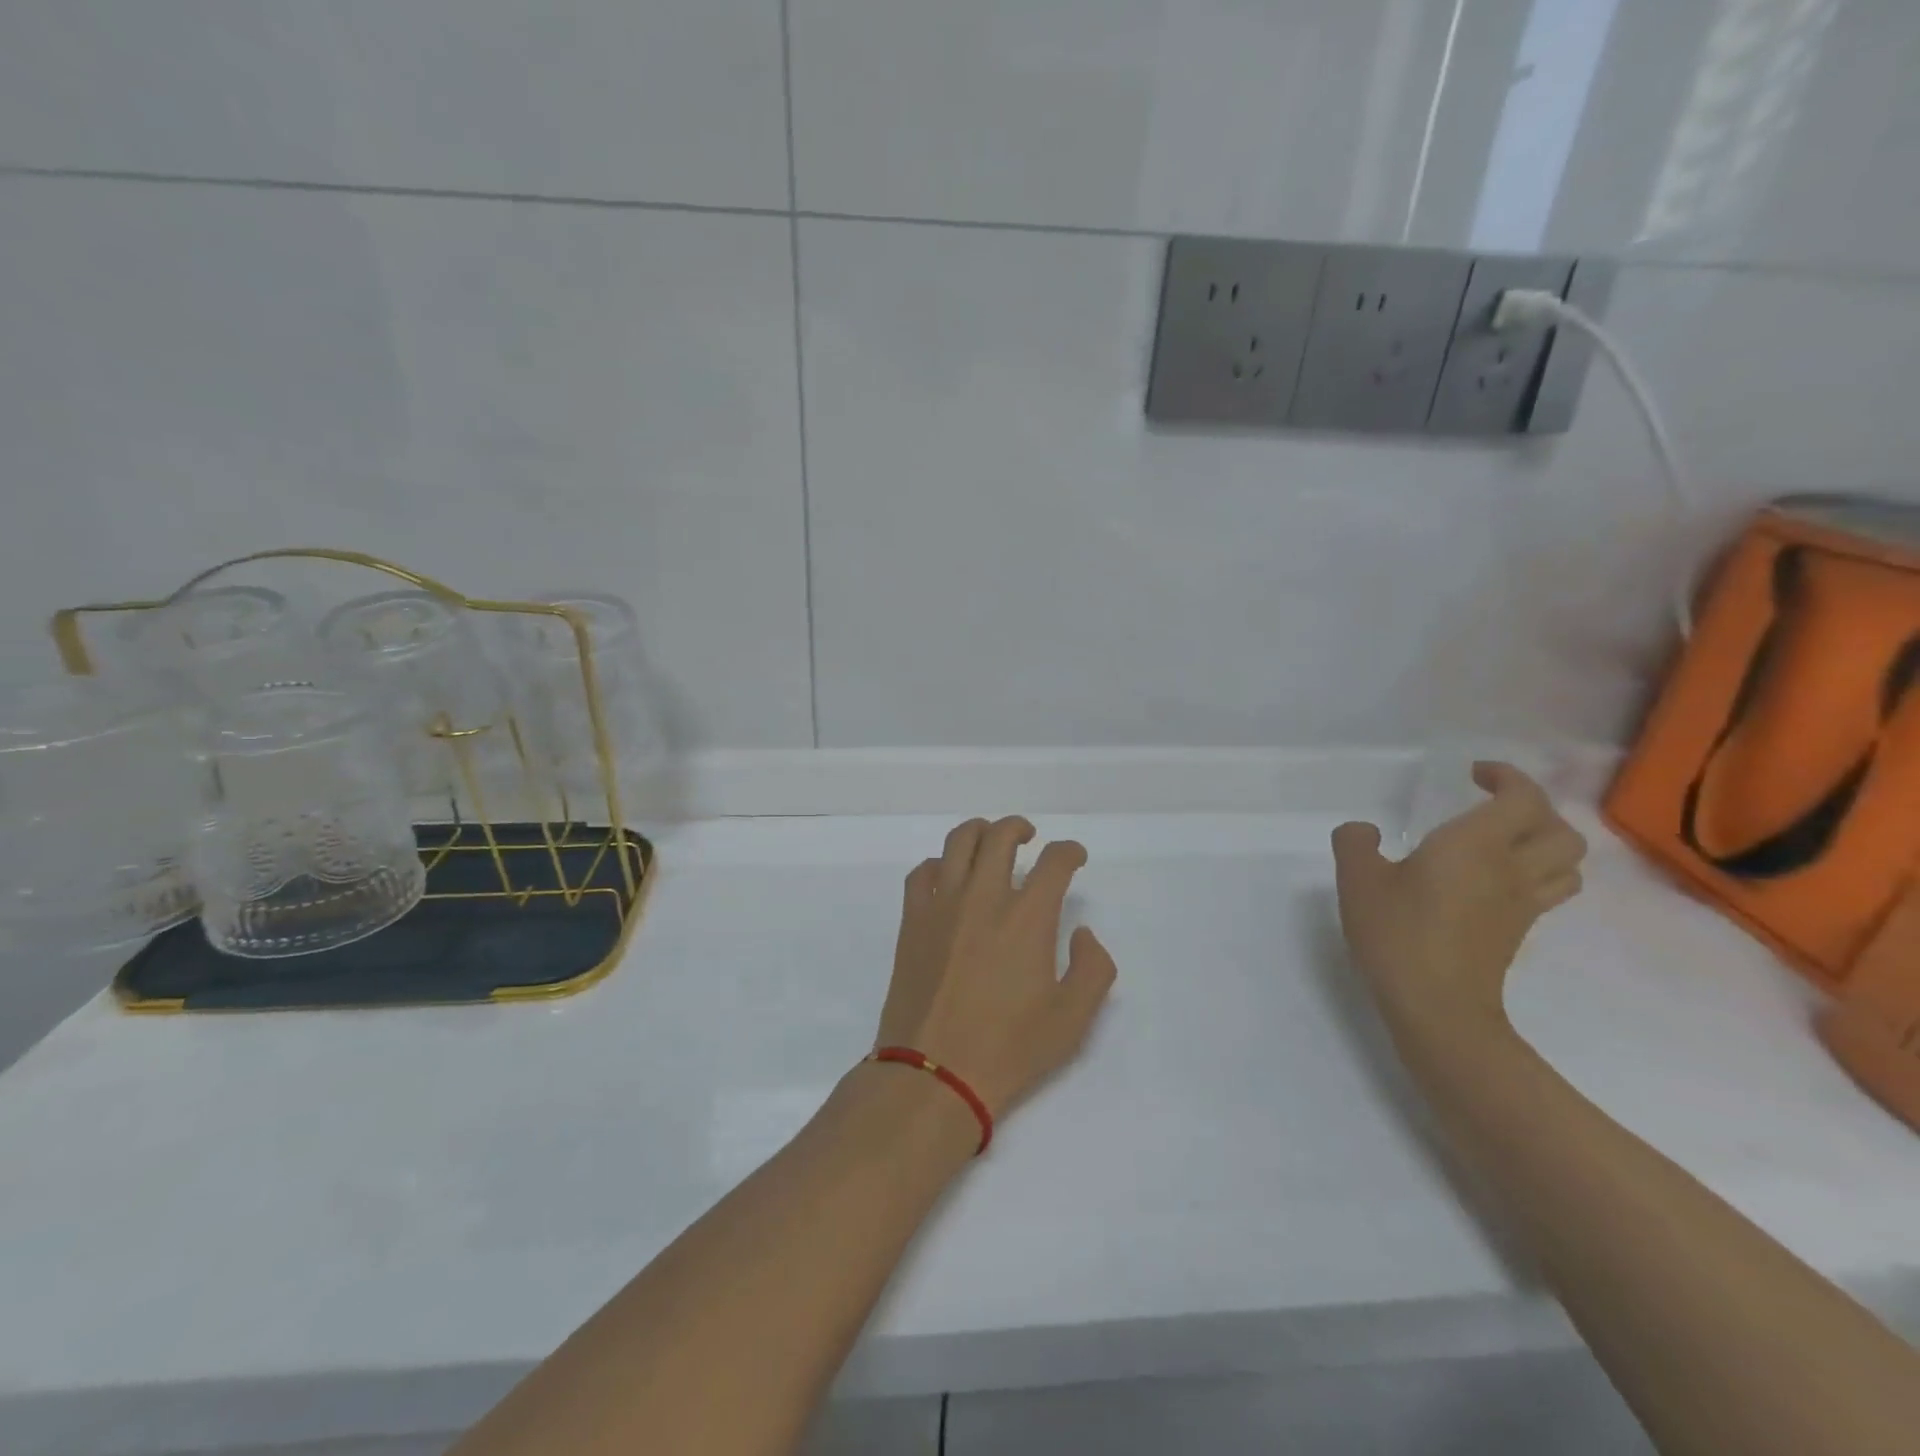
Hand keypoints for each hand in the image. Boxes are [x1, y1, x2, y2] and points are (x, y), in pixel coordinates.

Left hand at [876, 816, 1117, 1116]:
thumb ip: (1092, 968)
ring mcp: (942, 904)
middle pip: (1000, 836)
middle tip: (1029, 837)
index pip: (1053, 862)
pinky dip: (939, 863)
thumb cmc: (1009, 1049)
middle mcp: (984, 897)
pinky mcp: (912, 920)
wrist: (934, 1073)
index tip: (1074, 857)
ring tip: (989, 840)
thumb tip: (1082, 933)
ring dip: (979, 831)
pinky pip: (921, 872)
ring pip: (958, 842)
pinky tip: (947, 876)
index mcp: (1027, 917)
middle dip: (1019, 828)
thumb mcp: (1072, 1019)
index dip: (1069, 852)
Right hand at [1331, 763, 1586, 1039]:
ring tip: (1508, 840)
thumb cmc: (1397, 933)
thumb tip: (1365, 831)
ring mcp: (1522, 903)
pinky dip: (1538, 873)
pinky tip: (1497, 880)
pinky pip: (1549, 890)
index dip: (1506, 777)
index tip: (1474, 774)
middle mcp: (1512, 867)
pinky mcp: (1518, 931)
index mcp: (1476, 844)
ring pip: (1568, 863)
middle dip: (1535, 808)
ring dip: (1547, 842)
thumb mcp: (1357, 880)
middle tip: (1494, 805)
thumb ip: (1356, 843)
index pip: (1523, 797)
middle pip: (1561, 829)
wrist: (1437, 1006)